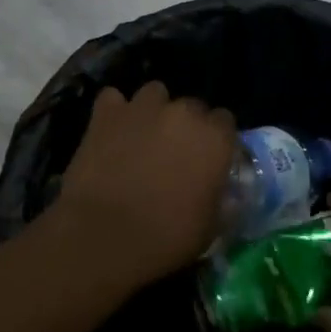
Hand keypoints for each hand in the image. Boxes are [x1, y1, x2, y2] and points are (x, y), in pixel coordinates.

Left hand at [50, 81, 235, 288]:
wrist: (105, 234)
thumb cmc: (166, 237)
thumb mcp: (211, 226)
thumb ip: (220, 196)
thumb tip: (218, 189)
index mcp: (214, 138)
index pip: (225, 121)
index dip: (217, 140)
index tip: (208, 159)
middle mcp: (182, 113)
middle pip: (192, 106)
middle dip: (187, 125)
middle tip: (174, 153)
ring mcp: (142, 107)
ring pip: (154, 93)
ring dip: (153, 111)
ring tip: (142, 136)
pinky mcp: (106, 113)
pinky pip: (113, 99)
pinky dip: (114, 111)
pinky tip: (111, 131)